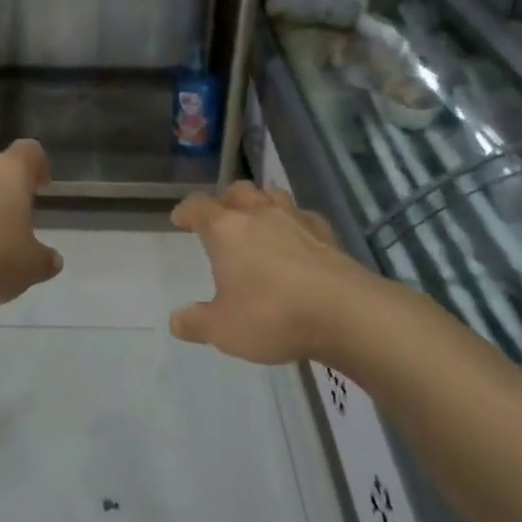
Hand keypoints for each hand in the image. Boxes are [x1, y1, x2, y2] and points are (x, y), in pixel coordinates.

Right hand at [169, 182, 371, 364]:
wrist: (344, 312)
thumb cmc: (272, 315)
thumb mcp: (223, 329)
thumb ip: (196, 323)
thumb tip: (176, 320)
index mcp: (226, 230)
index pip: (198, 207)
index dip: (186, 211)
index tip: (180, 219)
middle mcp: (259, 215)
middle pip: (237, 192)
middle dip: (224, 200)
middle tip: (219, 216)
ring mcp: (296, 220)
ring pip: (272, 195)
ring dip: (260, 203)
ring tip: (256, 219)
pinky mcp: (326, 234)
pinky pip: (304, 216)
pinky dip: (294, 222)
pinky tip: (297, 238)